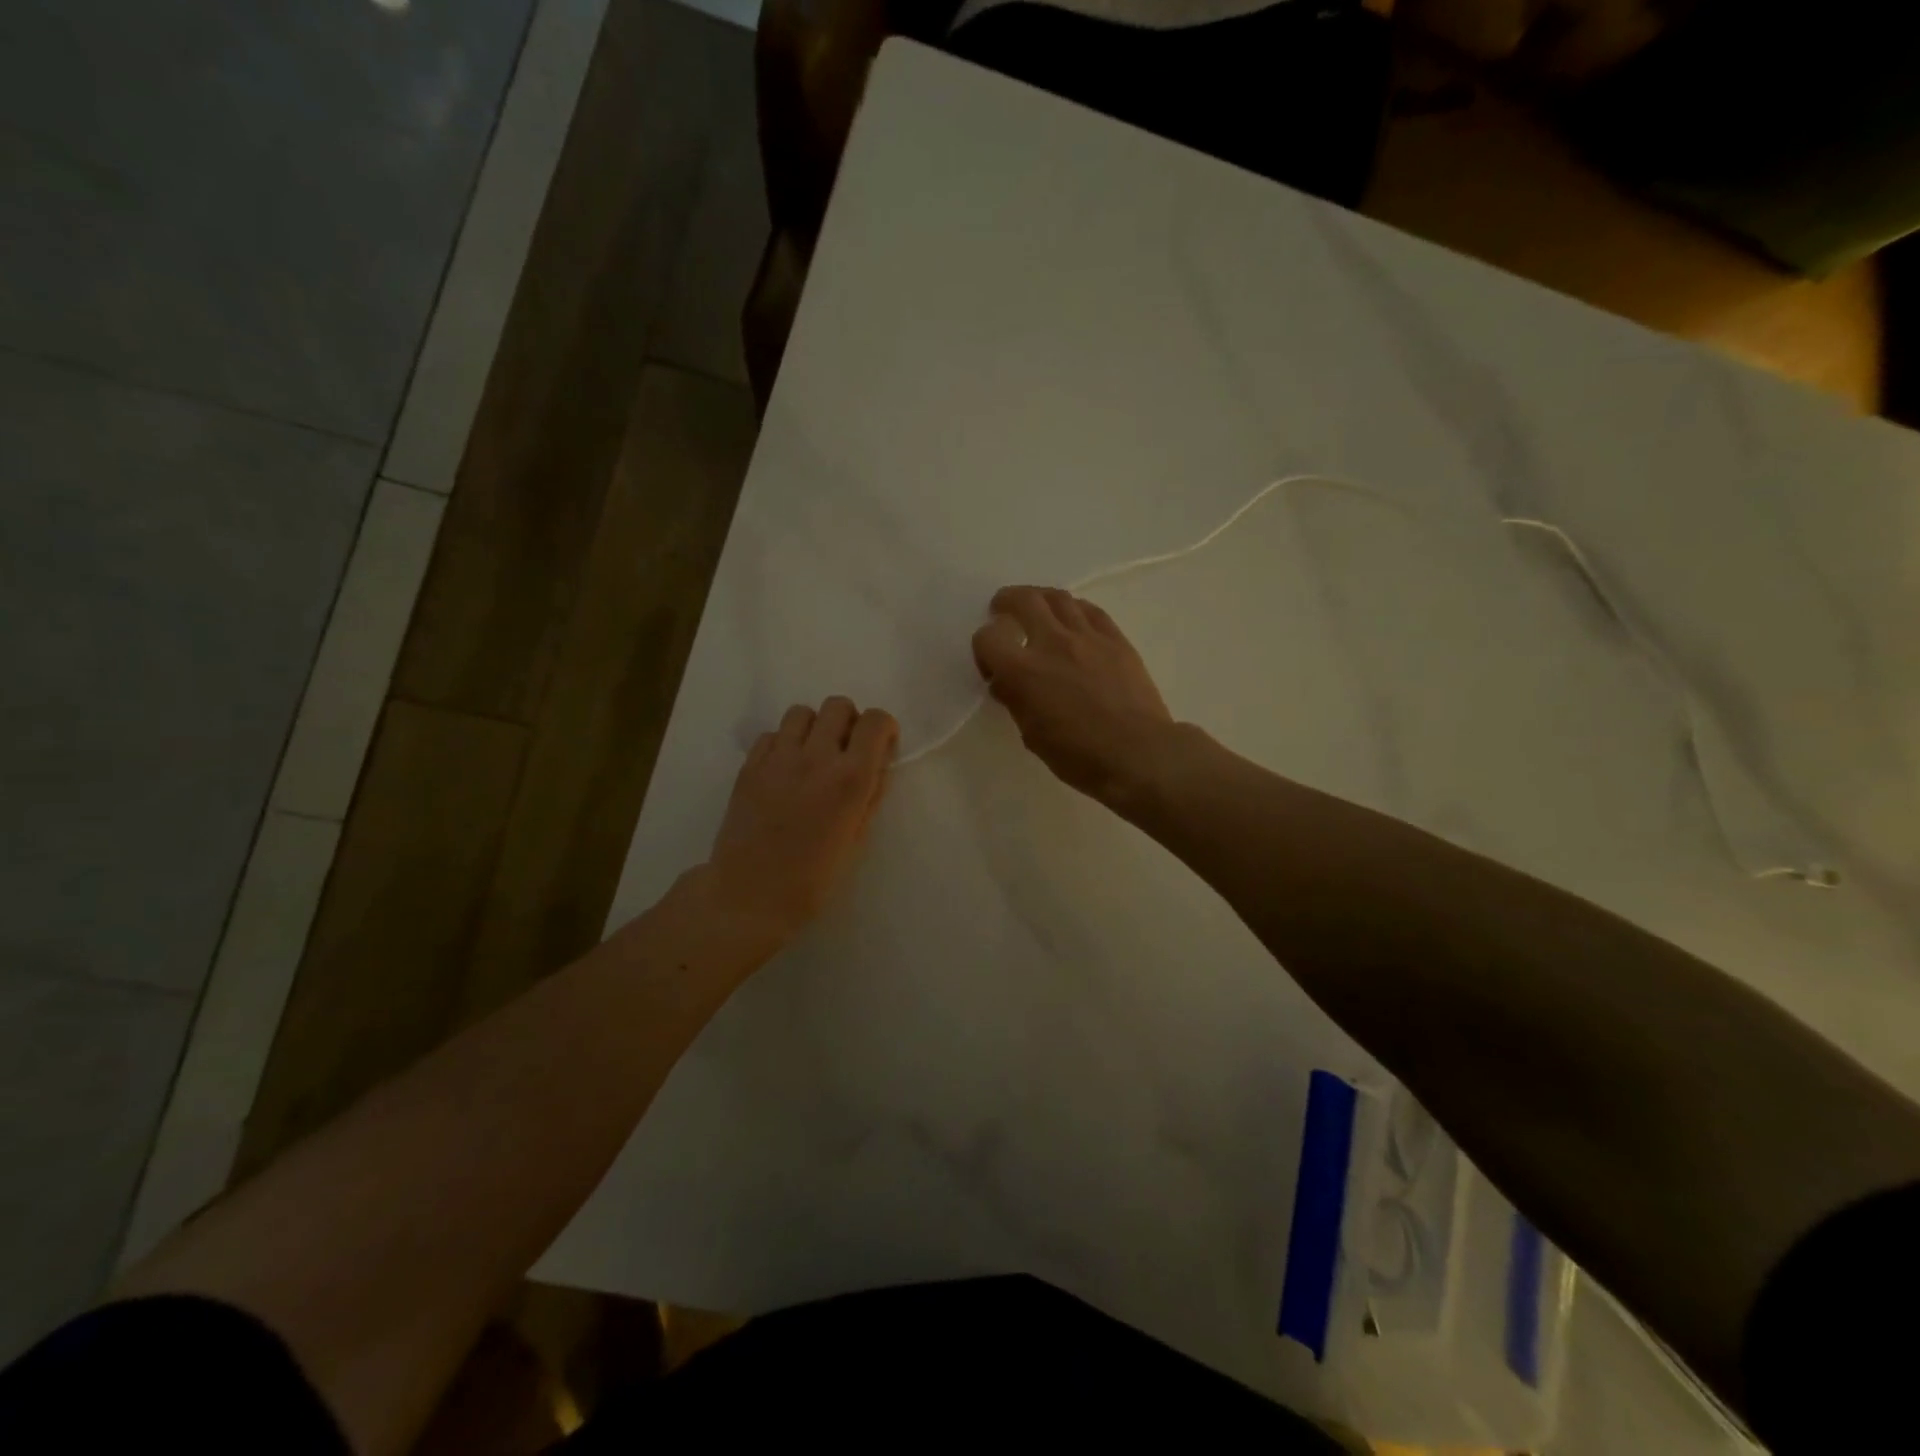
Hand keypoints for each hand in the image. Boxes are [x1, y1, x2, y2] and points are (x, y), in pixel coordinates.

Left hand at [705, 696, 898, 942]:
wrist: (750, 895)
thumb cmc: (813, 878)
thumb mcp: (856, 839)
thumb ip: (869, 795)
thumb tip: (876, 766)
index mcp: (850, 778)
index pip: (875, 721)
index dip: (884, 728)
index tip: (881, 746)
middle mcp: (816, 757)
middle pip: (837, 705)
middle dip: (849, 722)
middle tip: (846, 750)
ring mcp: (778, 758)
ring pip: (802, 713)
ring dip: (814, 728)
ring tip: (813, 756)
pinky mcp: (749, 766)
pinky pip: (772, 734)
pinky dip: (784, 744)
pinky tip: (784, 771)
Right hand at [971, 586, 1173, 804]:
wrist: (1138, 753)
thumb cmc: (1079, 756)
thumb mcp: (1032, 736)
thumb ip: (1016, 701)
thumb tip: (1006, 683)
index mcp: (1023, 671)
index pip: (988, 637)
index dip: (983, 648)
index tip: (992, 665)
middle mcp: (1052, 643)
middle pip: (1023, 600)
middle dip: (1007, 602)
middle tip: (1004, 612)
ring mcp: (1088, 637)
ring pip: (1058, 597)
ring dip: (1040, 598)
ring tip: (1037, 609)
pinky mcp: (1116, 639)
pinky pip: (1090, 610)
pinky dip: (1074, 609)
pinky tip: (1073, 619)